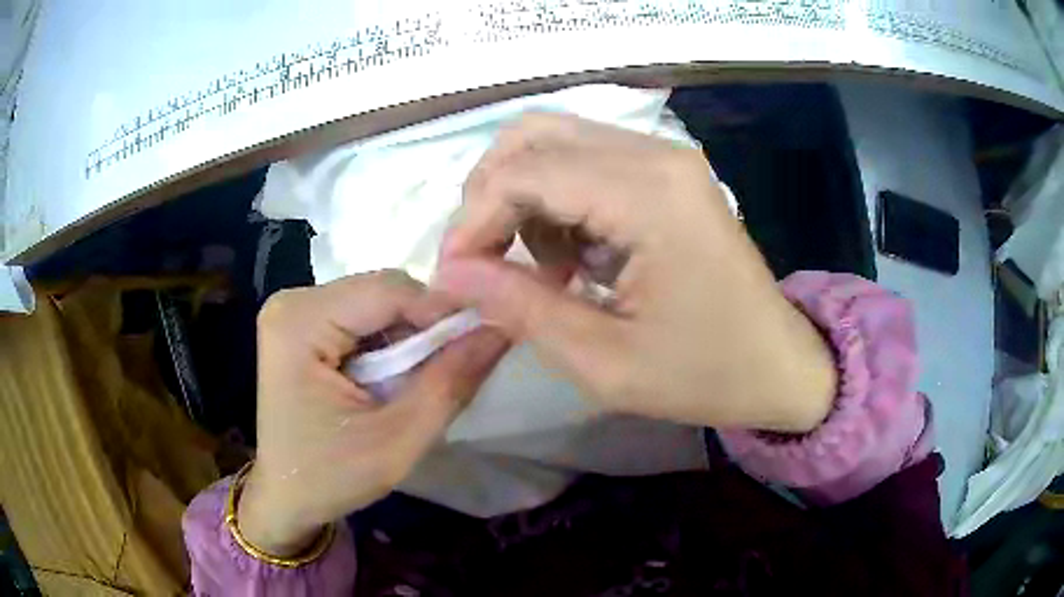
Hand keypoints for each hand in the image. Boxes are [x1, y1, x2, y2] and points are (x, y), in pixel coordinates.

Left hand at [238, 271, 505, 555]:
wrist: (285, 495)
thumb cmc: (331, 477)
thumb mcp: (398, 440)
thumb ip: (450, 383)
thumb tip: (500, 329)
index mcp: (299, 323)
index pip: (388, 290)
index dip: (441, 312)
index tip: (480, 343)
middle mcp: (292, 301)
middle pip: (382, 291)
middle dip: (423, 327)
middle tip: (449, 369)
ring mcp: (294, 309)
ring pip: (377, 301)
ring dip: (408, 336)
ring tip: (419, 379)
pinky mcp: (301, 323)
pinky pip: (362, 315)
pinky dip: (389, 341)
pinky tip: (392, 375)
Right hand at [433, 113, 835, 433]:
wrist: (779, 365)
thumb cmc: (704, 374)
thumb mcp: (604, 362)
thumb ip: (519, 308)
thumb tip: (449, 272)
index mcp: (649, 195)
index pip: (523, 171)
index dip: (471, 220)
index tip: (453, 276)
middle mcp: (656, 153)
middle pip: (531, 135)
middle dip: (489, 196)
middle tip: (487, 263)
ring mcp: (664, 156)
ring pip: (552, 140)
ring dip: (522, 197)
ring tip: (541, 269)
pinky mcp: (666, 171)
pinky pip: (584, 159)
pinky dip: (555, 199)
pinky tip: (573, 256)